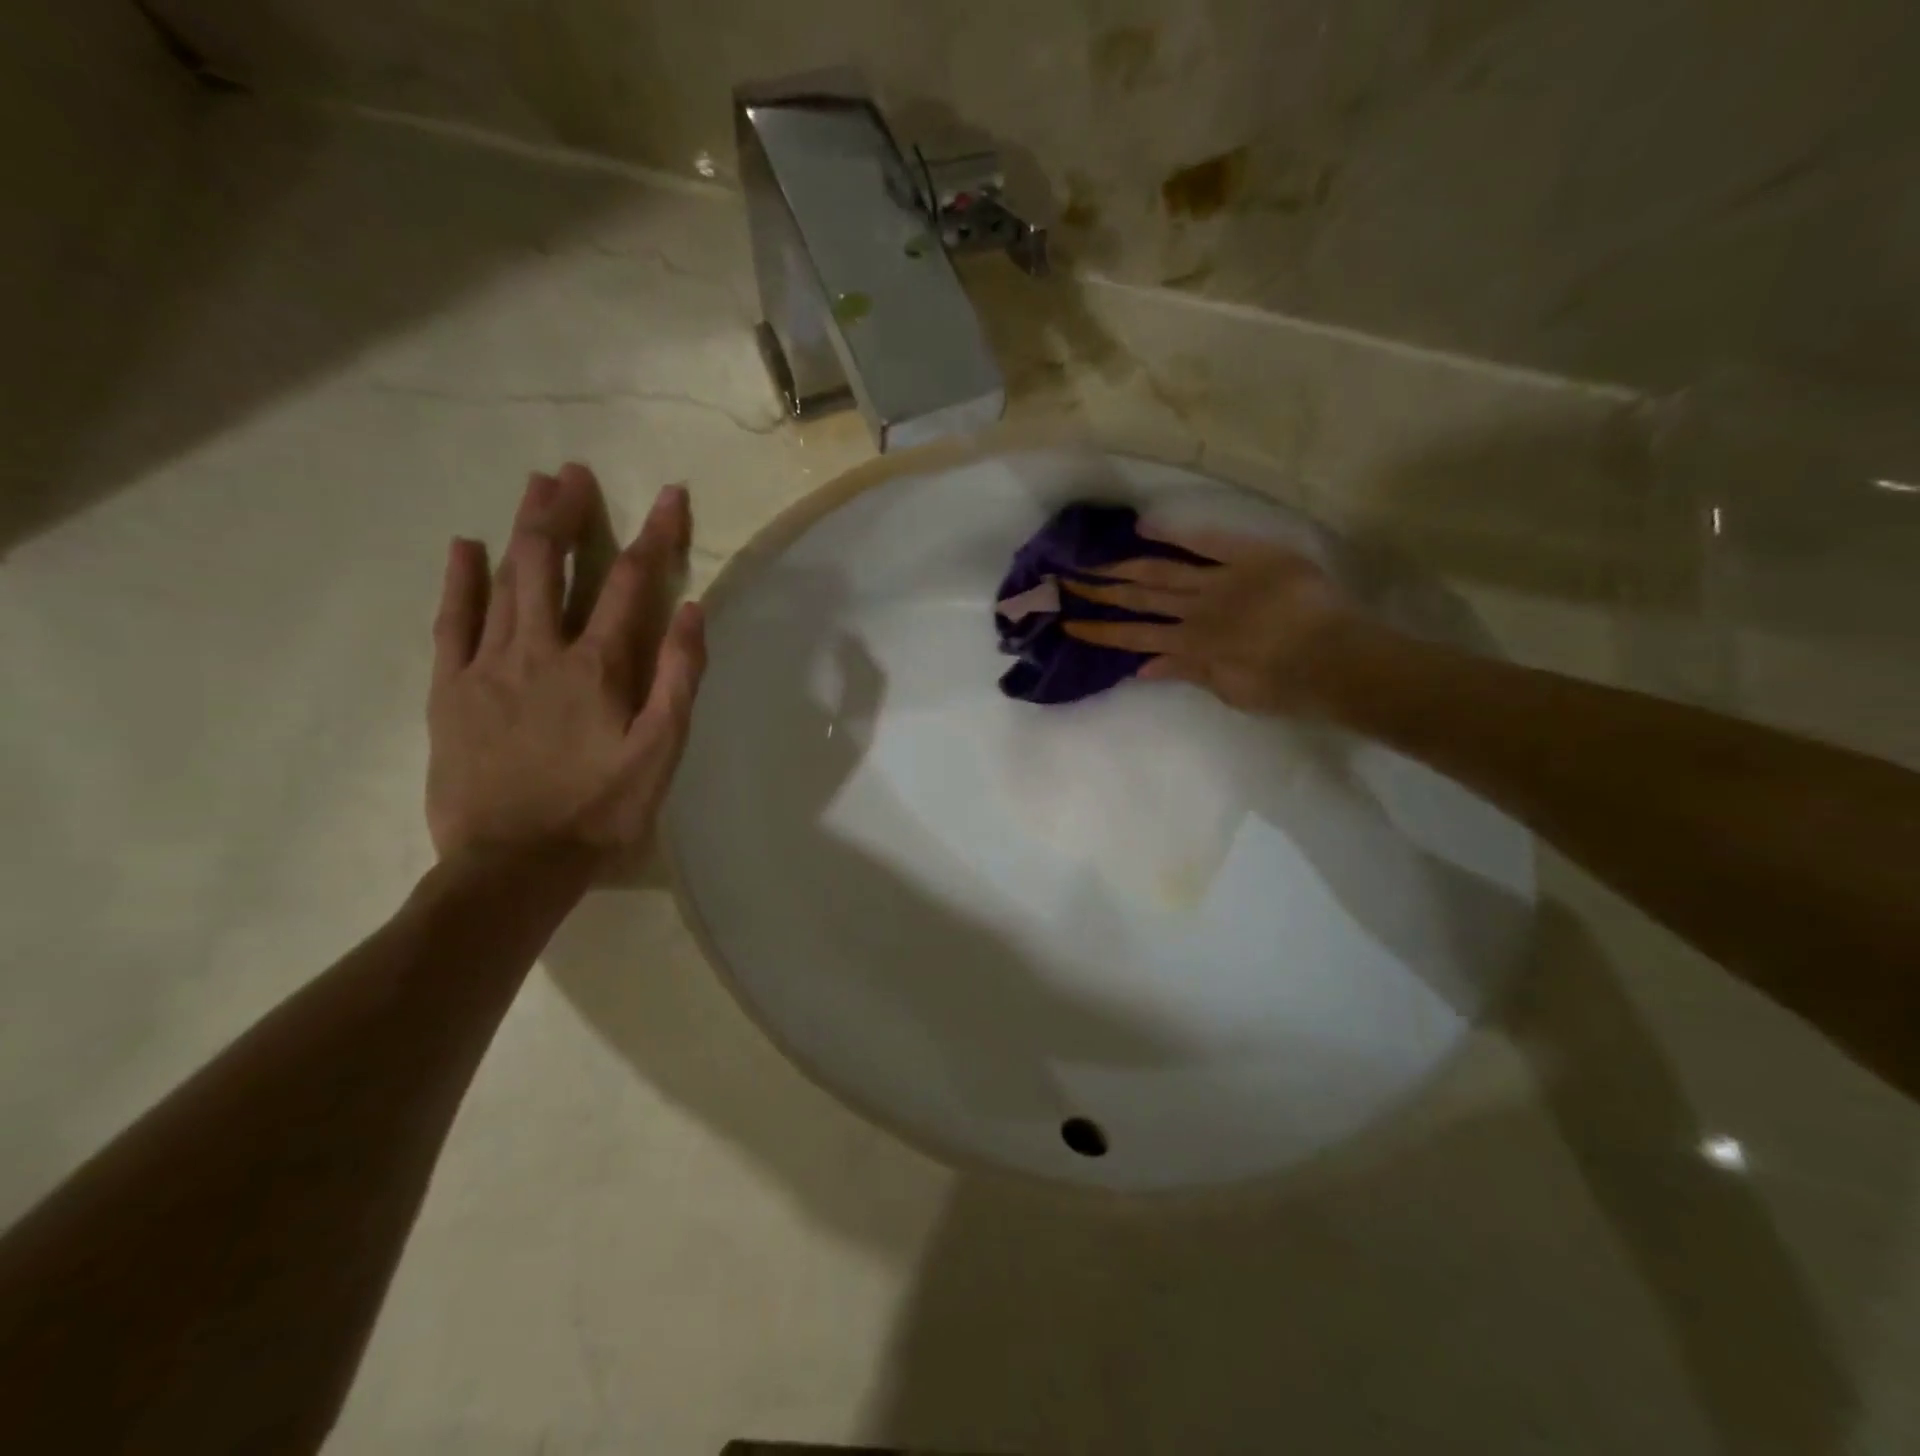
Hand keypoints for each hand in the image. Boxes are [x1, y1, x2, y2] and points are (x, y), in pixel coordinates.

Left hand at [426, 463, 705, 863]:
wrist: (513, 865)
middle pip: (552, 565)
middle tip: (574, 473)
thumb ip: (679, 678)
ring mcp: (487, 665)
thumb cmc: (600, 810)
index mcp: (598, 666)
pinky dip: (459, 581)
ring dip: (522, 531)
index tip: (672, 495)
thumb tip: (690, 610)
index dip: (656, 535)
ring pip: (504, 581)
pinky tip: (464, 547)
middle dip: (567, 514)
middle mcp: (540, 650)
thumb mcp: (661, 752)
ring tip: (533, 488)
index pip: (633, 584)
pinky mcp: (450, 689)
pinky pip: (451, 622)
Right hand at [1063, 522, 1360, 715]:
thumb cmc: (1286, 687)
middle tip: (1064, 581)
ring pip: (1161, 572)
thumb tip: (1142, 667)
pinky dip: (1176, 533)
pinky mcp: (1248, 557)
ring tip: (1091, 560)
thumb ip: (1187, 673)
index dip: (1101, 630)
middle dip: (1100, 592)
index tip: (1070, 622)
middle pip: (1139, 599)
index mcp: (1191, 646)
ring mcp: (1220, 582)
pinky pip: (1208, 541)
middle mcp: (1195, 612)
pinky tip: (1145, 525)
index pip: (1135, 637)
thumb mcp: (1230, 690)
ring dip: (1123, 567)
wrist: (1337, 659)